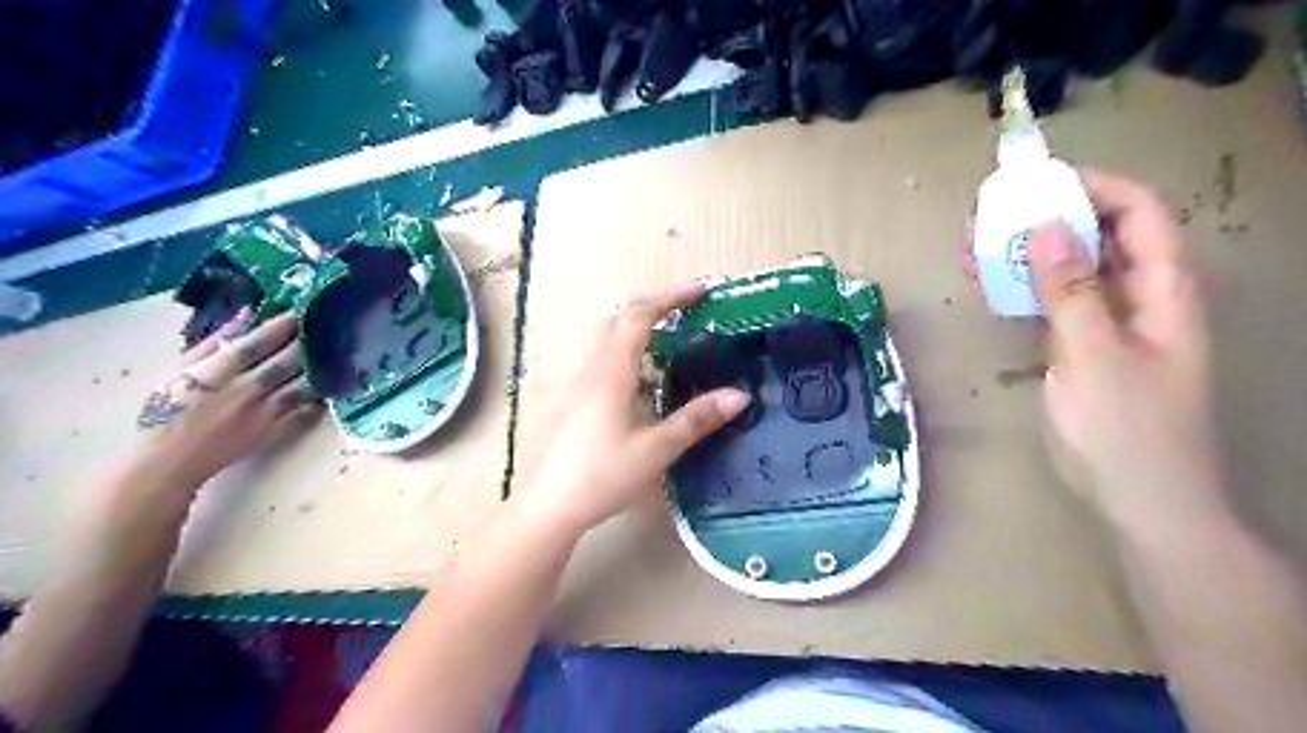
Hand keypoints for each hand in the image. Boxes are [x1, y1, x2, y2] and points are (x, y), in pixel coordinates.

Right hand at [130, 306, 321, 488]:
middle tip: (328, 326)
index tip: (301, 311)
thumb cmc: (166, 411)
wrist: (168, 462)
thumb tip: (244, 314)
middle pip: (287, 362)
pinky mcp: (275, 431)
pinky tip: (333, 381)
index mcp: (216, 373)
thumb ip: (213, 343)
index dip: (282, 326)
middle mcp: (244, 391)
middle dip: (309, 342)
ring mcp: (264, 413)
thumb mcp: (179, 371)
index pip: (256, 344)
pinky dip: (320, 394)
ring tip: (337, 351)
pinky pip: (306, 409)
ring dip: (321, 367)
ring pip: (303, 384)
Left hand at [515, 283, 750, 536]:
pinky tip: (641, 388)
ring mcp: (575, 385)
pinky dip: (626, 357)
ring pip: (606, 342)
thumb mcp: (656, 450)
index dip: (670, 297)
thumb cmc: (602, 476)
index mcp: (611, 372)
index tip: (701, 291)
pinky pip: (600, 363)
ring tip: (670, 348)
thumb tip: (739, 395)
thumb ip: (696, 420)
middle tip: (688, 317)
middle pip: (619, 321)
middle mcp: (590, 369)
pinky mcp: (570, 402)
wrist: (547, 506)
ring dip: (638, 334)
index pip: (638, 316)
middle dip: (654, 310)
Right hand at [1021, 172, 1225, 527]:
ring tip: (975, 246)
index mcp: (1163, 290)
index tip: (1036, 183)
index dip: (1095, 187)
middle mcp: (1140, 296)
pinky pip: (1054, 300)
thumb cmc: (1127, 430)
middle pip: (1101, 234)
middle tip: (989, 217)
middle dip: (1048, 216)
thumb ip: (1072, 291)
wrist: (1139, 499)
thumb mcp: (1095, 356)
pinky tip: (990, 285)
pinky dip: (1023, 287)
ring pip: (1071, 267)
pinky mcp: (1082, 345)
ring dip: (1027, 251)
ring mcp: (1110, 322)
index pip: (1140, 213)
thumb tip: (1046, 227)